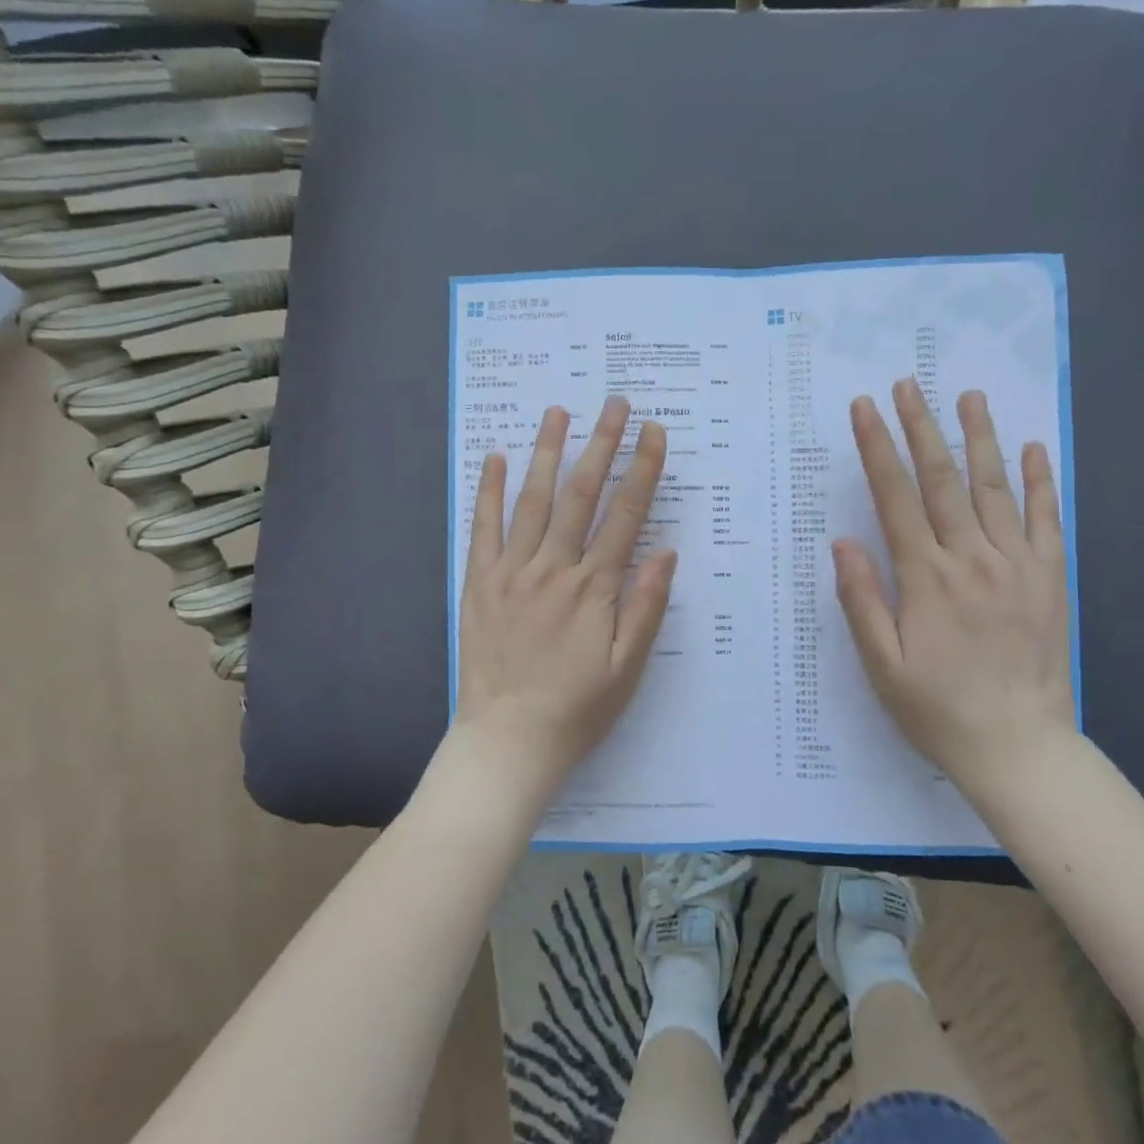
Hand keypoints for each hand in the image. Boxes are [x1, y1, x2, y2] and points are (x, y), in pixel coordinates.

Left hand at [450, 396, 676, 802]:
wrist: (507, 741)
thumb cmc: (577, 709)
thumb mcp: (627, 668)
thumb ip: (645, 607)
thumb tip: (664, 551)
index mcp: (594, 589)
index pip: (625, 515)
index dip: (642, 469)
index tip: (654, 432)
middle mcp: (553, 569)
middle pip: (581, 495)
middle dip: (601, 444)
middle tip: (614, 403)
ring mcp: (511, 573)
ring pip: (532, 500)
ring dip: (547, 452)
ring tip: (558, 412)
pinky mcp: (479, 583)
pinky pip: (483, 528)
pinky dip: (488, 490)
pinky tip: (494, 457)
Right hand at [833, 379, 1074, 786]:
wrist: (1018, 747)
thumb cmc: (937, 709)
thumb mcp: (881, 665)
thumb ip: (861, 600)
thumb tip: (843, 541)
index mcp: (927, 578)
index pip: (895, 498)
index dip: (877, 449)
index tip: (865, 409)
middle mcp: (973, 559)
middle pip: (942, 480)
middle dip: (921, 427)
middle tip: (908, 385)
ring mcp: (1017, 565)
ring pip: (995, 488)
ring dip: (980, 438)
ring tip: (969, 396)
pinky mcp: (1049, 579)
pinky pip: (1045, 520)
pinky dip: (1038, 482)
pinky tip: (1032, 449)